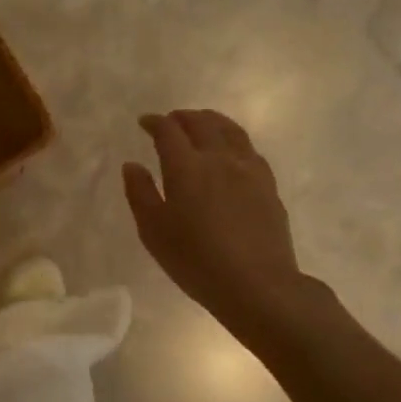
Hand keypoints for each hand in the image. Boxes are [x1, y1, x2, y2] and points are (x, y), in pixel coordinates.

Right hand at [123, 110, 305, 328]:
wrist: (257, 284)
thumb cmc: (196, 261)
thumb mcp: (154, 232)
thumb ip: (140, 193)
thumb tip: (132, 165)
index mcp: (187, 167)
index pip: (168, 131)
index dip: (154, 122)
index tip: (144, 123)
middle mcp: (219, 158)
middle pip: (201, 123)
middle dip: (182, 117)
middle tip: (170, 121)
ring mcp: (248, 169)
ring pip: (230, 130)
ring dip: (210, 121)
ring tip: (201, 123)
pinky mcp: (268, 184)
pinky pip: (248, 149)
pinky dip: (233, 139)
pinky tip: (231, 150)